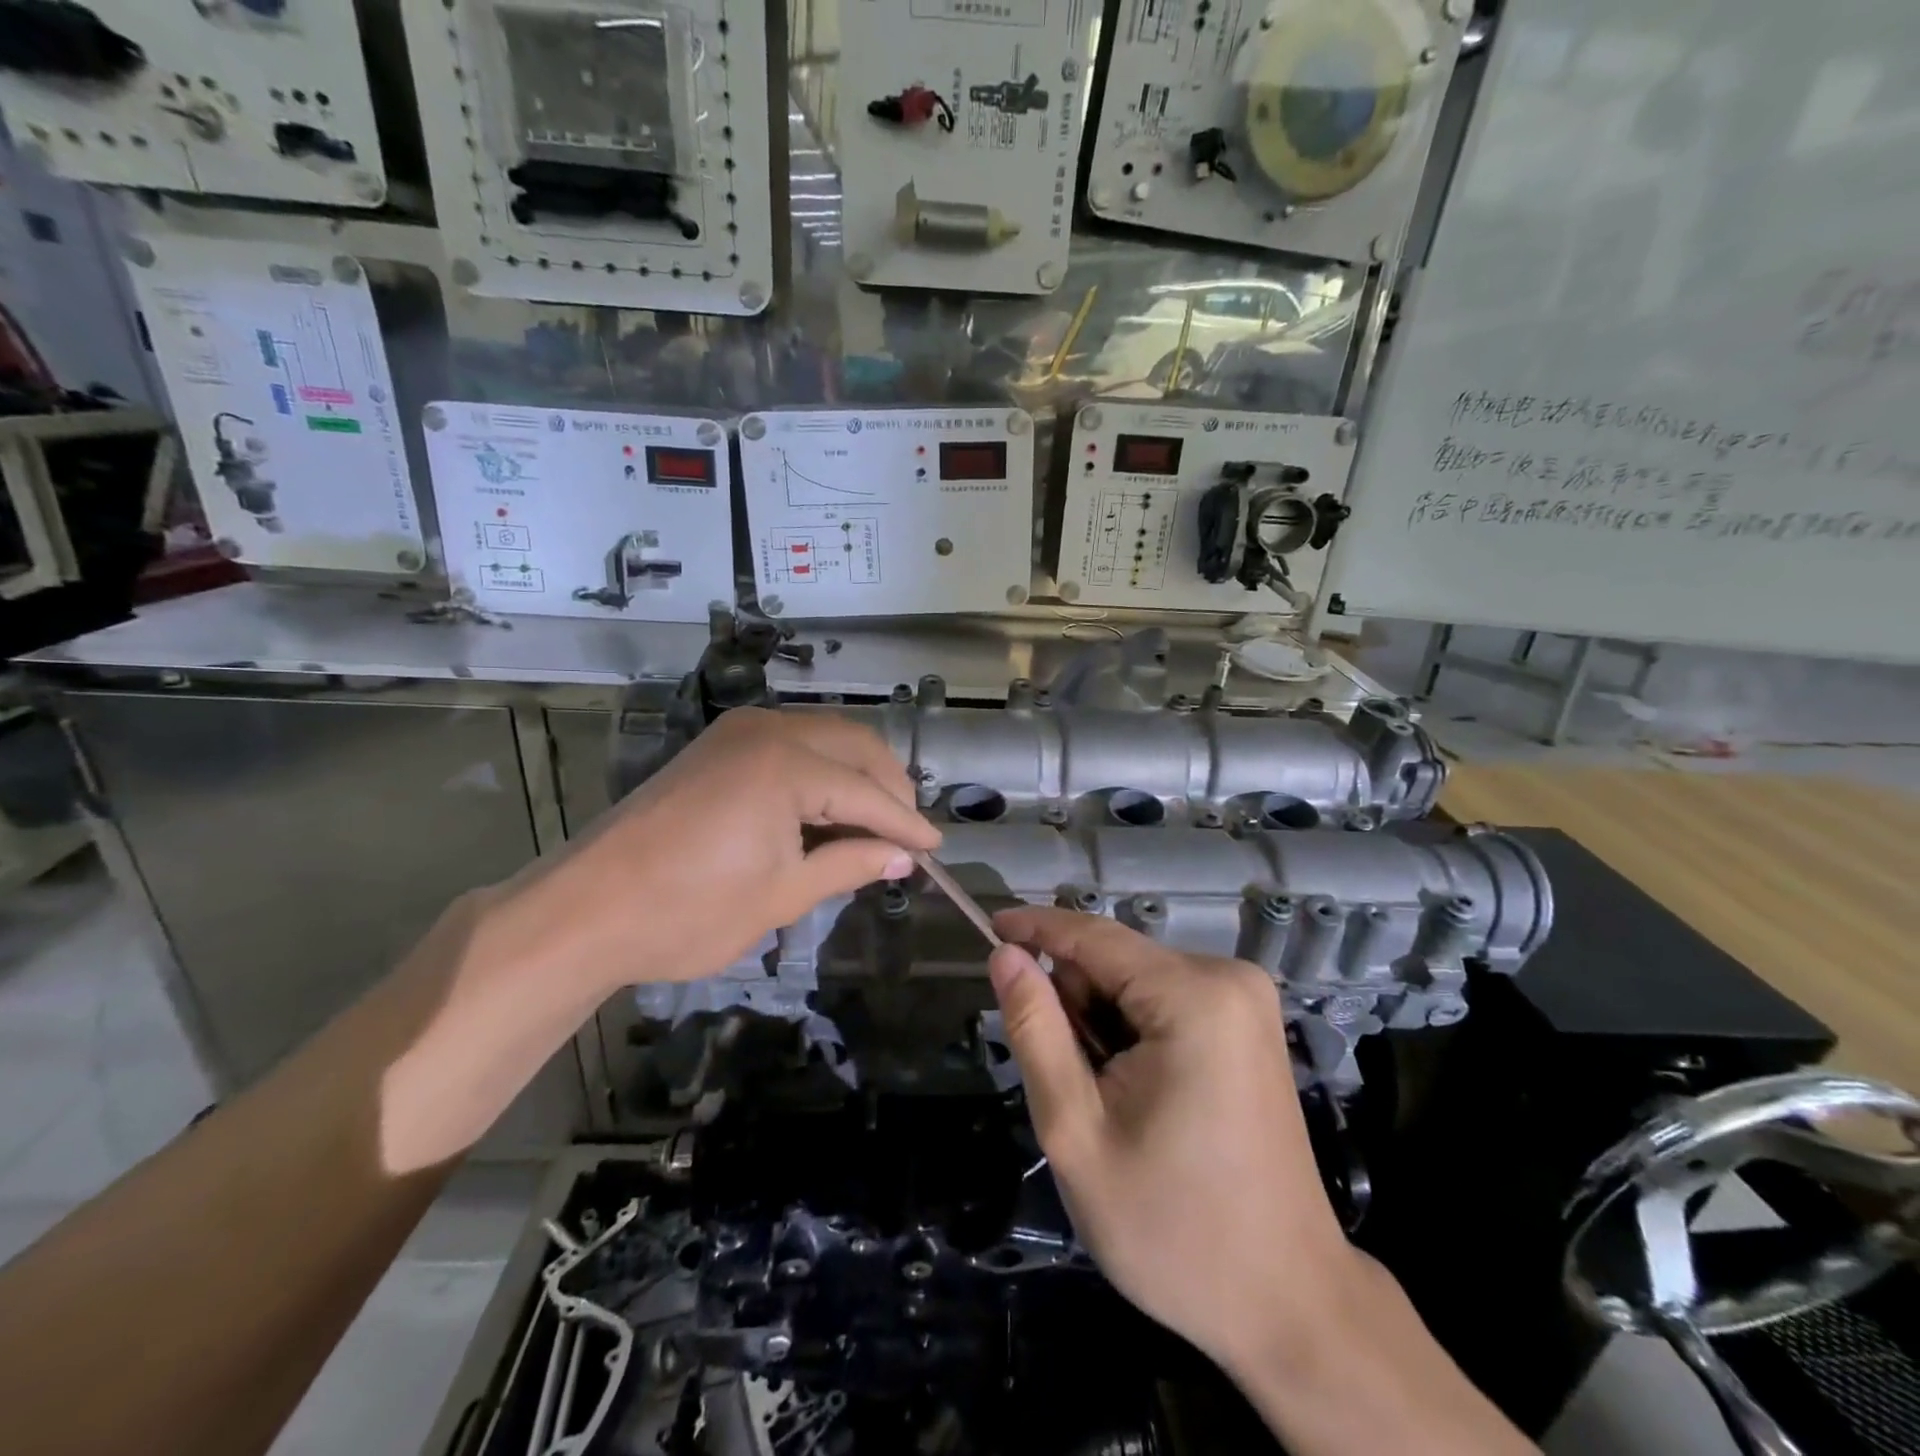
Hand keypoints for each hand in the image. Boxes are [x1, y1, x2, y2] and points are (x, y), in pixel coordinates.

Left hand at [378, 710, 941, 1170]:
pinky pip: (792, 742)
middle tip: (908, 835)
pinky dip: (822, 769)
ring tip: (876, 822)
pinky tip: (829, 806)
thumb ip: (850, 865)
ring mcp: (738, 732)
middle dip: (890, 787)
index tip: (935, 851)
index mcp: (788, 765)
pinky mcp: (718, 744)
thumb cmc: (688, 912)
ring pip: (826, 736)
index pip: (869, 793)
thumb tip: (902, 859)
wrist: (584, 909)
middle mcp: (769, 730)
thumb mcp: (782, 896)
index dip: (907, 825)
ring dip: (858, 773)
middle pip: (856, 745)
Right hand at [985, 908, 1358, 1372]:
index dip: (1035, 927)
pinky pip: (1167, 999)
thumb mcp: (1076, 1131)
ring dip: (1104, 1023)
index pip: (1094, 936)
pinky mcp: (1250, 1023)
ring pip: (1137, 980)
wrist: (1287, 1303)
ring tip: (1111, 1100)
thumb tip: (1005, 955)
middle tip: (1075, 1085)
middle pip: (1116, 960)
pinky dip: (1135, 1031)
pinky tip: (1141, 1094)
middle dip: (1078, 1005)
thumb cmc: (1173, 1228)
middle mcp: (1229, 978)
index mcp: (1193, 997)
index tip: (987, 926)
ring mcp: (1247, 999)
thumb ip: (1036, 1030)